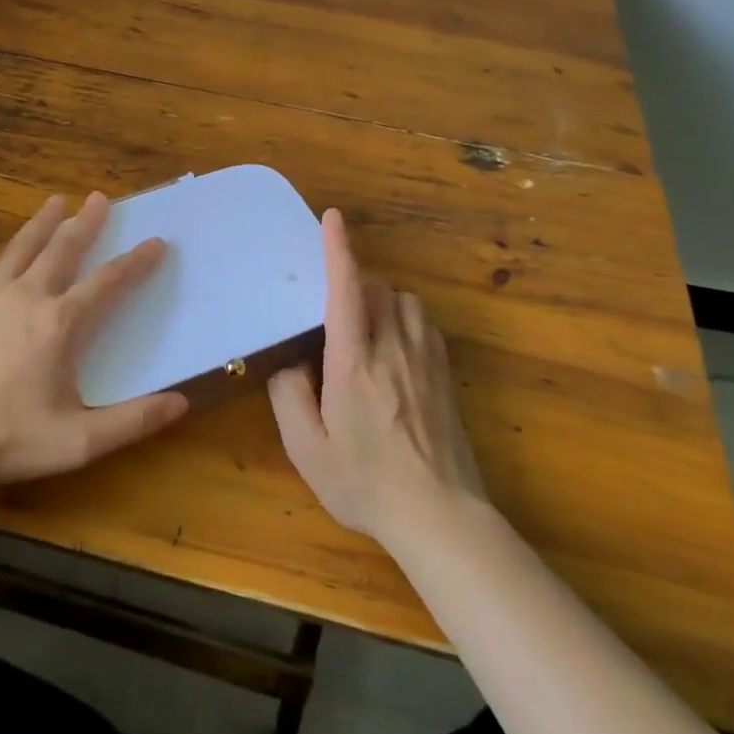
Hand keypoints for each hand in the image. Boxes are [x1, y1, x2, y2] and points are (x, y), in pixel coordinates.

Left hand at [0, 192, 188, 495]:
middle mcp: (28, 298)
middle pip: (63, 249)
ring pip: (25, 247)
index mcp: (59, 324)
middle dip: (86, 223)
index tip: (156, 242)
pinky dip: (15, 245)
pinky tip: (14, 249)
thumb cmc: (2, 439)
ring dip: (45, 222)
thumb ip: (131, 422)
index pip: (107, 283)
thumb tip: (181, 403)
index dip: (135, 263)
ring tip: (56, 200)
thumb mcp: (75, 442)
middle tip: (100, 197)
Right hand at [267, 209, 488, 544]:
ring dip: (380, 299)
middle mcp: (392, 349)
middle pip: (377, 288)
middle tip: (333, 313)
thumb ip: (289, 396)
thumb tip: (292, 362)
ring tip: (363, 328)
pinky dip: (404, 317)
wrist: (440, 516)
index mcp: (354, 364)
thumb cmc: (365, 483)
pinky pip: (423, 321)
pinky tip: (393, 346)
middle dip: (354, 283)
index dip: (338, 250)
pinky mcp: (445, 372)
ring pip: (403, 299)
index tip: (332, 217)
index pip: (347, 291)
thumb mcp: (306, 449)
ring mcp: (425, 358)